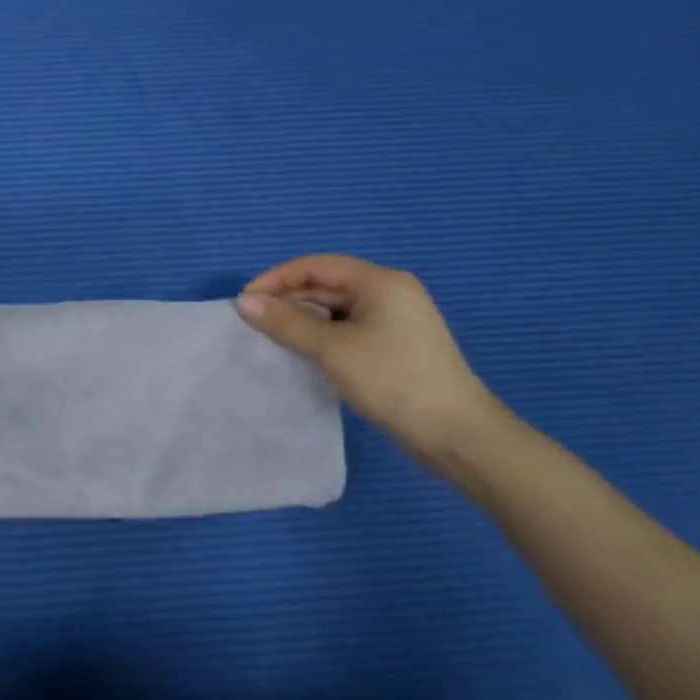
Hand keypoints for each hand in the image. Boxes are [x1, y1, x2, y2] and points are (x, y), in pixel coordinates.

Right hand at [235, 254, 501, 459]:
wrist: (456, 434)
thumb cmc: (392, 380)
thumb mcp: (331, 349)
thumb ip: (285, 322)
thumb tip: (243, 301)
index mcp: (380, 282)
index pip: (316, 266)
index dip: (275, 279)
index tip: (244, 301)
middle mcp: (389, 293)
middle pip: (325, 284)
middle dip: (286, 299)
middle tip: (252, 322)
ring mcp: (394, 320)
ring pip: (334, 308)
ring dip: (301, 318)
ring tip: (270, 336)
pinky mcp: (393, 344)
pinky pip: (346, 327)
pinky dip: (319, 334)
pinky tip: (301, 350)